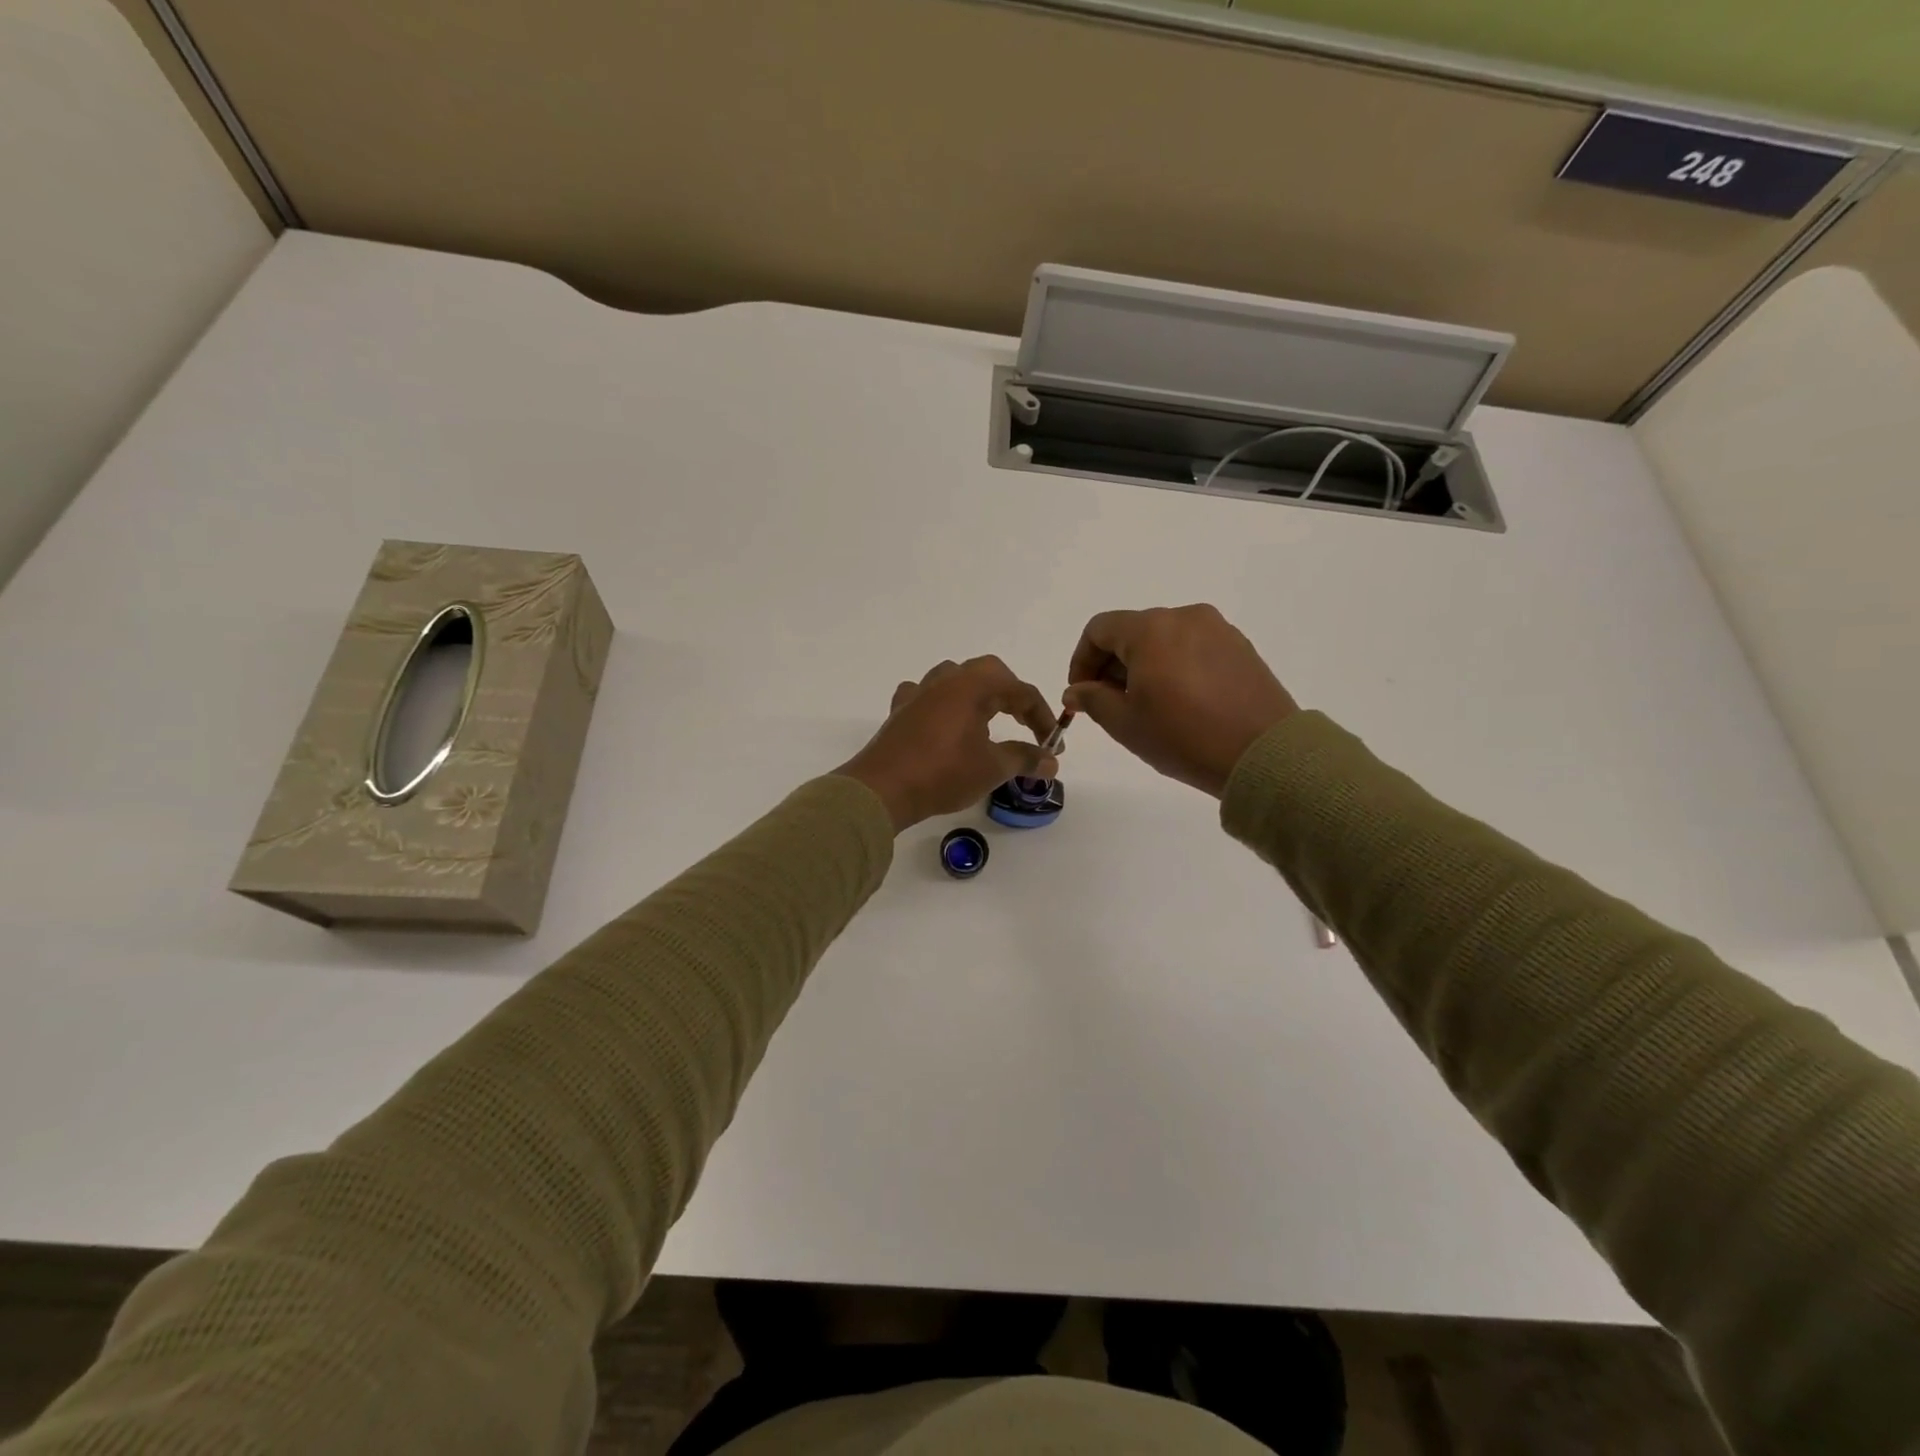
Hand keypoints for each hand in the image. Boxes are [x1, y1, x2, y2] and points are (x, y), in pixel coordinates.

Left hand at [838, 657, 1058, 831]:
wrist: (883, 789)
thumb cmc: (944, 773)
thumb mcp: (992, 768)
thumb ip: (1025, 758)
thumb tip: (1051, 761)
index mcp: (973, 686)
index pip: (1020, 691)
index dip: (1042, 716)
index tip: (1052, 744)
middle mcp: (946, 680)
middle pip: (988, 673)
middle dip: (1011, 695)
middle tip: (1024, 723)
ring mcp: (919, 693)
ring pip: (954, 678)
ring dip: (976, 693)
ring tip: (986, 719)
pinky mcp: (900, 711)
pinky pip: (926, 695)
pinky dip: (941, 704)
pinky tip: (943, 721)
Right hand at [1064, 604, 1296, 797]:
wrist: (1263, 754)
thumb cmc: (1184, 737)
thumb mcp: (1126, 723)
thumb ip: (1093, 699)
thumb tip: (1077, 690)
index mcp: (1151, 629)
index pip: (1099, 629)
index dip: (1081, 660)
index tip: (1081, 693)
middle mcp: (1184, 617)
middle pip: (1132, 630)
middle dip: (1112, 664)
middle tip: (1110, 703)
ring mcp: (1217, 629)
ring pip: (1163, 638)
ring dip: (1144, 665)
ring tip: (1147, 705)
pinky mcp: (1239, 647)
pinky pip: (1192, 647)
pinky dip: (1175, 666)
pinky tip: (1180, 701)